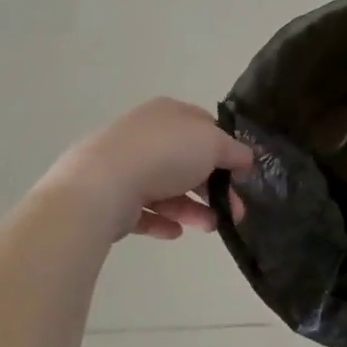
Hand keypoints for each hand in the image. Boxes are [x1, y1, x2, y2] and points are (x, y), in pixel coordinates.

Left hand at [46, 98, 253, 241]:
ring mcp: (124, 165)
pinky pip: (143, 210)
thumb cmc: (164, 155)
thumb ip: (234, 151)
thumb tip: (245, 159)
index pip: (203, 126)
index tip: (241, 175)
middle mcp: (145, 134)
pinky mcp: (111, 197)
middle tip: (234, 212)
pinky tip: (175, 233)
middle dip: (214, 187)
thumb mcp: (213, 144)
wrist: (101, 186)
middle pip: (187, 161)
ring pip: (167, 188)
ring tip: (209, 227)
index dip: (225, 149)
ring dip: (193, 209)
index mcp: (168, 113)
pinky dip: (162, 221)